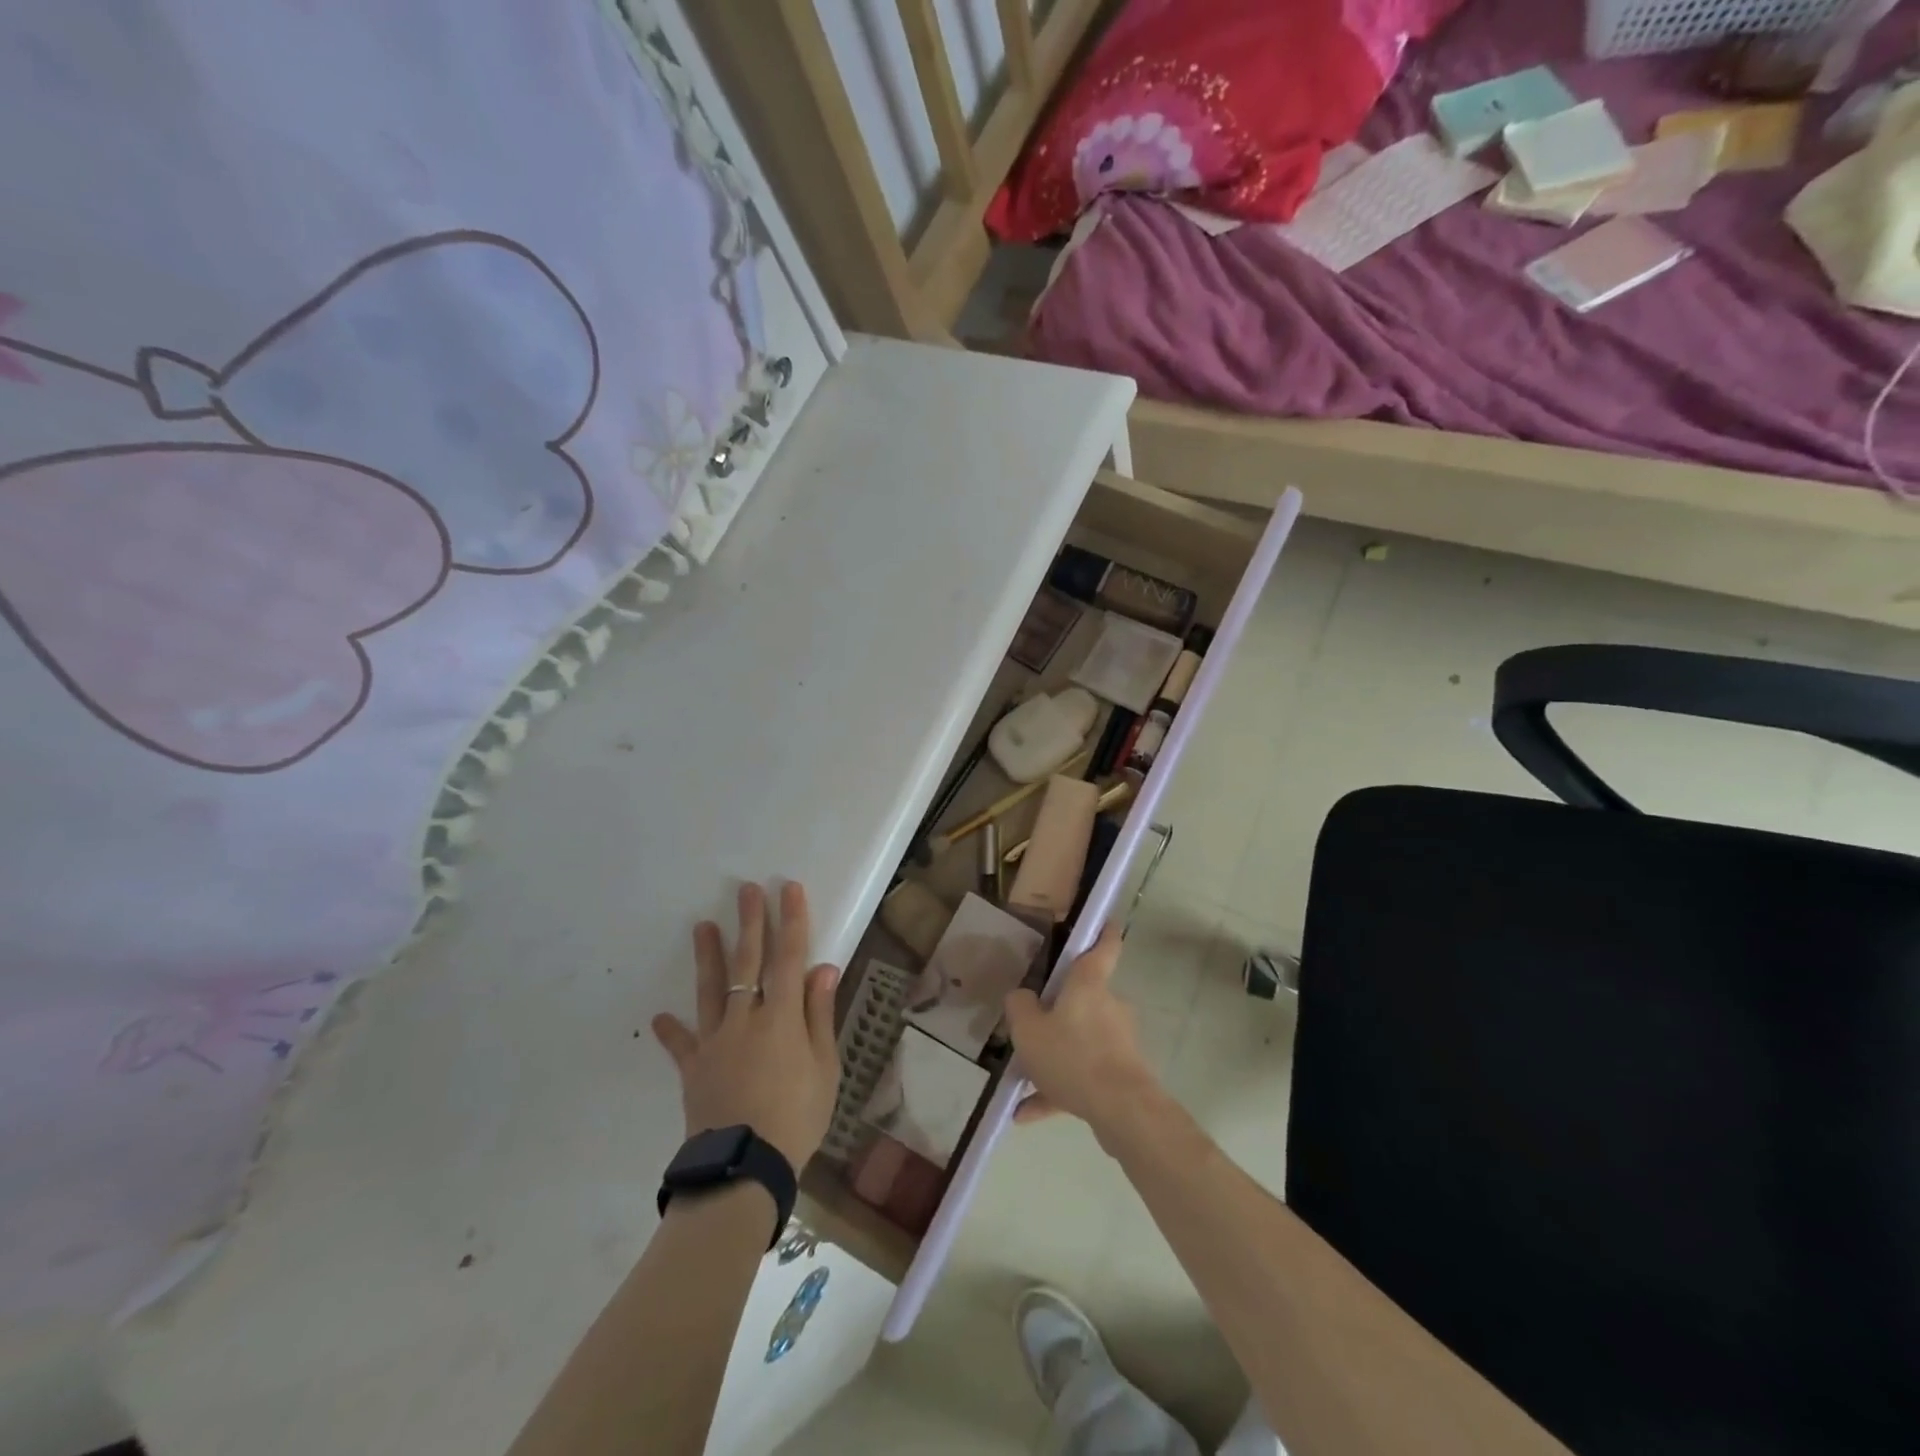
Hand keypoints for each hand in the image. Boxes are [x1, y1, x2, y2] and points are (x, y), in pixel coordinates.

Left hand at [653, 882, 841, 1172]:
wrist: (745, 1167)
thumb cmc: (796, 1116)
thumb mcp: (824, 1067)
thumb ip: (819, 1014)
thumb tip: (823, 967)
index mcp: (781, 1016)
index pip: (789, 957)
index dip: (791, 921)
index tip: (790, 889)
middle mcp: (745, 1017)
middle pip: (748, 962)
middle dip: (750, 923)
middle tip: (747, 889)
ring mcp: (715, 1040)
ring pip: (710, 989)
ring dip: (707, 956)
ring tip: (701, 926)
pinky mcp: (694, 1067)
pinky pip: (681, 1044)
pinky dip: (671, 1031)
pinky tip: (660, 1017)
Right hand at [1001, 923, 1161, 1146]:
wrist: (1122, 1110)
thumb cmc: (1072, 1055)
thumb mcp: (1028, 1029)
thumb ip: (1019, 1007)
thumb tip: (1021, 996)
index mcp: (1088, 984)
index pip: (1104, 945)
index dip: (1103, 930)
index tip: (1103, 921)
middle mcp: (1108, 1005)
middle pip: (1083, 998)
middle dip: (1058, 1011)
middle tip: (1030, 1023)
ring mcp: (1117, 1041)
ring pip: (1079, 1041)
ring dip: (1053, 1057)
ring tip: (1020, 1080)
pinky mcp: (1120, 1075)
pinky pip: (1082, 1075)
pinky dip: (1058, 1090)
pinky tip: (1026, 1113)